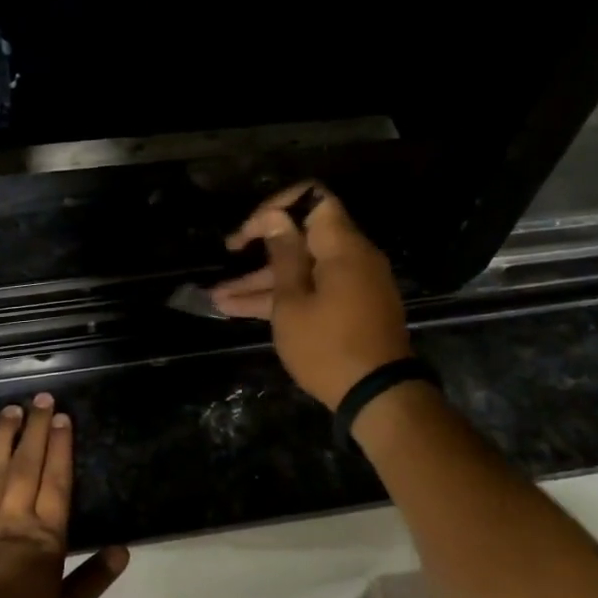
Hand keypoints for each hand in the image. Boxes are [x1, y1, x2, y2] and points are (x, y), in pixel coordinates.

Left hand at [0, 392, 128, 597]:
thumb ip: (91, 582)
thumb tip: (122, 550)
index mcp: (43, 540)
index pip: (56, 485)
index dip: (61, 450)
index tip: (62, 417)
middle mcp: (11, 523)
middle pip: (26, 469)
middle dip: (35, 432)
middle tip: (39, 399)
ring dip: (2, 441)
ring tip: (9, 411)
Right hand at [208, 182, 412, 409]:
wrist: (379, 398)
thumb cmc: (328, 347)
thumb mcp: (293, 303)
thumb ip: (284, 256)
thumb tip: (278, 218)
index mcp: (342, 246)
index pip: (313, 199)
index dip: (277, 207)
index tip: (250, 231)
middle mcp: (352, 257)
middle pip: (303, 237)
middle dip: (261, 248)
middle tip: (228, 255)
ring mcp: (353, 284)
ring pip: (303, 270)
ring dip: (263, 281)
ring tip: (218, 297)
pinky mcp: (351, 308)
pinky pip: (314, 290)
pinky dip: (284, 297)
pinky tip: (239, 310)